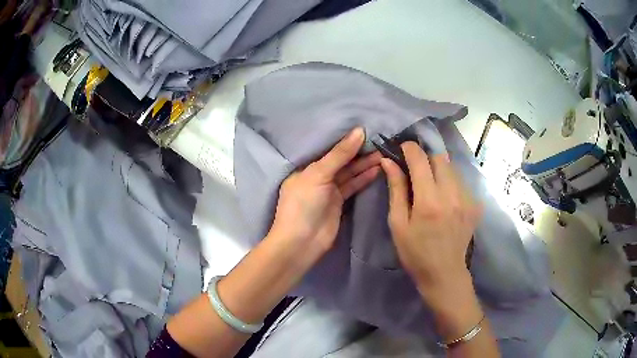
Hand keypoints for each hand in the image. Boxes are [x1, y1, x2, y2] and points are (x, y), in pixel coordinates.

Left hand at [268, 128, 380, 269]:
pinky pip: (352, 186)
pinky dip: (363, 178)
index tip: (365, 130)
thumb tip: (359, 131)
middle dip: (358, 152)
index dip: (345, 140)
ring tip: (382, 153)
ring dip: (364, 164)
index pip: (328, 149)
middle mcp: (317, 176)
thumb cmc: (303, 204)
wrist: (301, 242)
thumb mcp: (318, 174)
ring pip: (349, 173)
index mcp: (306, 167)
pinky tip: (376, 169)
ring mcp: (328, 190)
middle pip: (341, 161)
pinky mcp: (338, 203)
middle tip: (379, 142)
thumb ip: (339, 154)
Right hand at [381, 142, 482, 336]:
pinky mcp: (476, 205)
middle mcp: (452, 194)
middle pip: (439, 157)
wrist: (444, 273)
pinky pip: (461, 182)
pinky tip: (445, 199)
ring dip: (439, 170)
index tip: (402, 149)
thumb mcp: (398, 223)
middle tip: (416, 171)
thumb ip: (396, 189)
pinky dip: (450, 183)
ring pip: (452, 168)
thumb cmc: (415, 252)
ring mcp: (468, 199)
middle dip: (425, 158)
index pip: (420, 159)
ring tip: (431, 186)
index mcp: (429, 200)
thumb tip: (388, 162)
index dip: (409, 149)